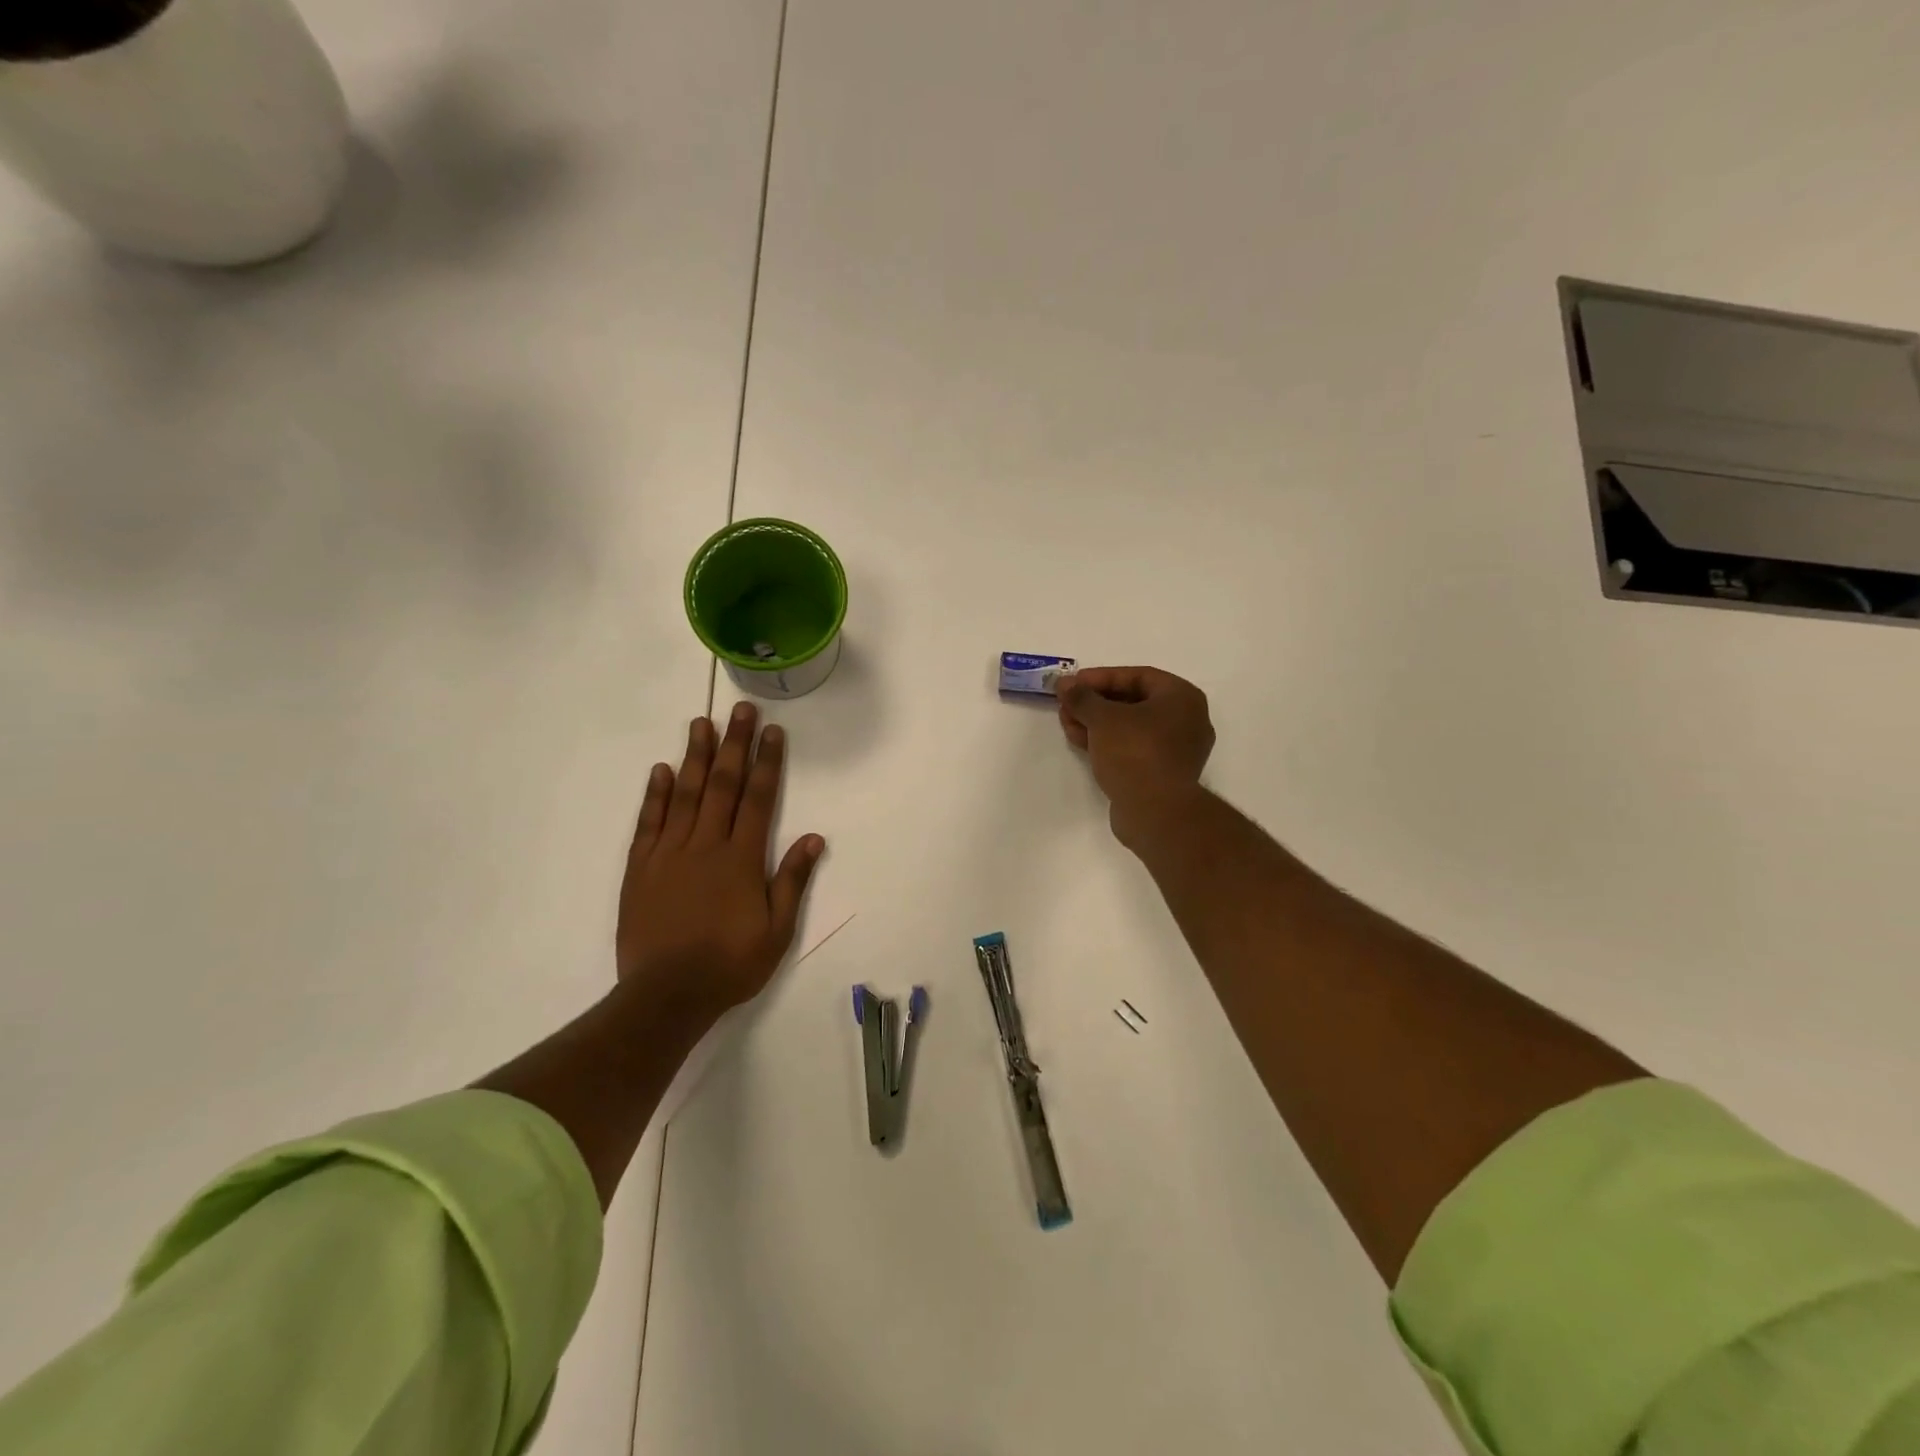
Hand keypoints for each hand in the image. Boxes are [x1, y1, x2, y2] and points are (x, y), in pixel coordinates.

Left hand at [616, 701, 824, 1018]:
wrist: (666, 995)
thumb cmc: (730, 964)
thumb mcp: (777, 930)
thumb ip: (792, 880)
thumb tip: (814, 838)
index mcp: (741, 859)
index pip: (758, 799)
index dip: (767, 762)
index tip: (772, 731)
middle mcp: (706, 845)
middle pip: (722, 785)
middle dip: (733, 744)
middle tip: (740, 709)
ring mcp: (669, 853)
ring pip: (684, 795)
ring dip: (694, 757)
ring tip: (700, 723)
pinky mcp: (640, 868)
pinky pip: (648, 823)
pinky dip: (655, 795)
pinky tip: (660, 770)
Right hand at [1057, 666, 1214, 846]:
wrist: (1155, 812)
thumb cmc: (1135, 752)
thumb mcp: (1103, 718)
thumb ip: (1082, 697)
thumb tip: (1065, 684)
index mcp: (1182, 697)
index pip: (1138, 675)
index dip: (1101, 677)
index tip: (1073, 684)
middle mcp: (1186, 720)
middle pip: (1133, 701)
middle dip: (1095, 702)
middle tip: (1067, 704)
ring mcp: (1176, 749)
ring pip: (1131, 727)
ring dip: (1097, 723)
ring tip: (1067, 723)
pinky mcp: (1163, 773)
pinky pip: (1133, 748)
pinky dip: (1108, 742)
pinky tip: (1080, 742)